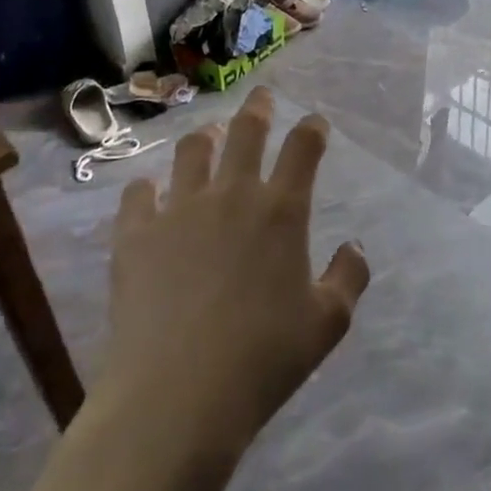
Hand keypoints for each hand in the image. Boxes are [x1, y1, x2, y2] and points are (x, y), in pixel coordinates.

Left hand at [104, 88, 369, 455]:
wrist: (178, 393)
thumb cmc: (264, 358)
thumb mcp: (328, 323)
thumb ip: (349, 277)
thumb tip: (355, 246)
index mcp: (282, 211)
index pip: (303, 148)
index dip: (312, 128)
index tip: (315, 122)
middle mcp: (231, 195)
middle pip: (245, 132)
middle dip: (258, 108)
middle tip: (261, 96)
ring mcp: (178, 210)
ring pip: (191, 152)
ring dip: (204, 137)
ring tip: (207, 135)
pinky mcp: (135, 234)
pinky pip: (139, 193)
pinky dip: (148, 187)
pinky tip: (150, 192)